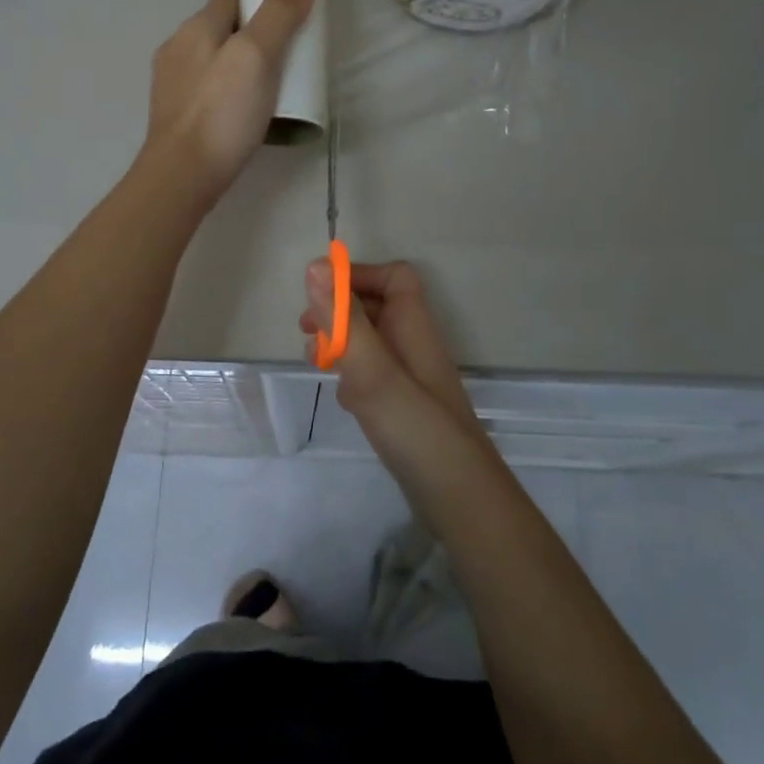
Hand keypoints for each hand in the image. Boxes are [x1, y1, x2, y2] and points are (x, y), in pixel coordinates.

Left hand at [144, 0, 316, 205]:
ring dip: (241, 71)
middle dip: (254, 41)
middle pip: (223, 32)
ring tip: (271, 93)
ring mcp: (172, 86)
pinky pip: (209, 94)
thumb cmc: (222, 113)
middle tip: (287, 64)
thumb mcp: (256, 57)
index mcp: (194, 29)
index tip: (290, 29)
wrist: (183, 176)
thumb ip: (278, 16)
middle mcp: (176, 50)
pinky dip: (228, 97)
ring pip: (215, 64)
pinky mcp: (176, 117)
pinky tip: (245, 118)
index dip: (263, 7)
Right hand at [300, 259, 478, 433]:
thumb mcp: (372, 369)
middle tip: (305, 330)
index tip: (320, 296)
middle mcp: (415, 345)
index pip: (393, 277)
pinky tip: (340, 399)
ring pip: (373, 342)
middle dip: (340, 311)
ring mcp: (412, 378)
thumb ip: (344, 320)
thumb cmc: (415, 426)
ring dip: (342, 343)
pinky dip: (352, 376)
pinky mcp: (405, 407)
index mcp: (414, 326)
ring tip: (316, 362)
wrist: (458, 497)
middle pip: (379, 307)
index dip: (357, 277)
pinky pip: (375, 376)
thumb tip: (316, 265)